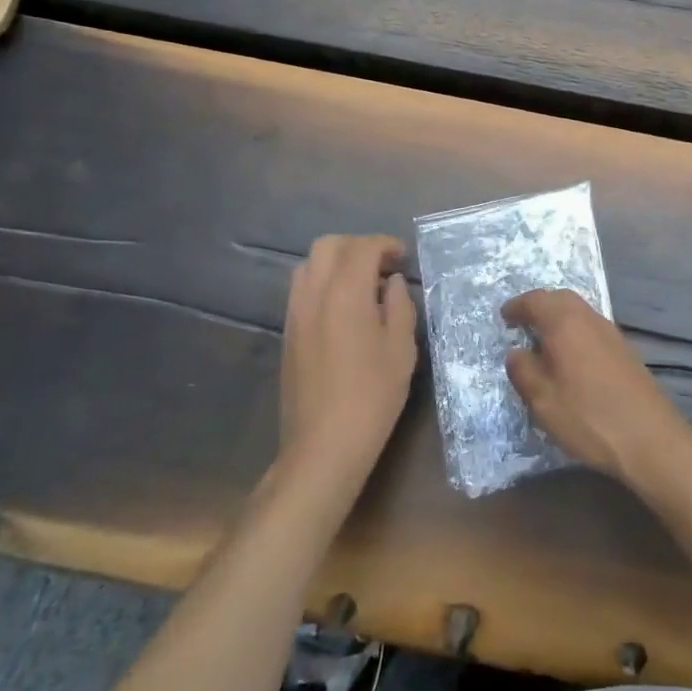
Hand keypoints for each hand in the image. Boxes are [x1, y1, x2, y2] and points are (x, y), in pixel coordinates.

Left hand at [280, 235, 417, 490]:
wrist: (323, 445)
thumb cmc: (372, 396)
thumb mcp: (401, 349)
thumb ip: (399, 306)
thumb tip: (391, 283)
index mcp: (345, 293)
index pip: (363, 248)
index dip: (386, 245)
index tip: (403, 257)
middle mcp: (314, 294)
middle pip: (328, 246)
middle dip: (358, 246)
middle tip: (382, 266)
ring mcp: (295, 313)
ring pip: (309, 265)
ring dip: (337, 262)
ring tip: (362, 285)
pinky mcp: (287, 332)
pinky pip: (302, 289)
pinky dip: (323, 282)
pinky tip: (343, 308)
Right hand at [503, 289, 691, 485]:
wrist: (650, 438)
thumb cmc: (588, 416)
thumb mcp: (543, 400)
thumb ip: (523, 370)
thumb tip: (516, 352)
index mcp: (565, 323)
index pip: (535, 300)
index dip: (517, 306)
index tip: (504, 317)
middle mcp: (589, 319)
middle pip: (560, 299)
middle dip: (539, 306)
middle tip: (522, 324)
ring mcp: (611, 333)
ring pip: (579, 312)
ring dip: (558, 319)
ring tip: (543, 342)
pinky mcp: (625, 350)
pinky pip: (591, 328)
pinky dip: (574, 332)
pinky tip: (570, 358)